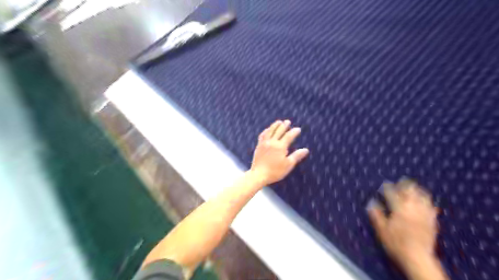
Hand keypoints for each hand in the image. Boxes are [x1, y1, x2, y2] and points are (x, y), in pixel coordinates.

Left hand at [252, 120, 310, 184]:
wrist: (259, 174)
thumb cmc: (275, 171)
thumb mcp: (288, 165)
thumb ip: (296, 156)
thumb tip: (306, 150)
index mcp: (280, 146)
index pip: (289, 136)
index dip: (294, 132)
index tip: (298, 129)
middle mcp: (272, 142)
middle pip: (279, 131)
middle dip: (284, 126)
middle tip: (288, 121)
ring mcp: (264, 143)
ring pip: (270, 131)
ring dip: (275, 125)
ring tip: (279, 121)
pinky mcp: (259, 146)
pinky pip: (262, 135)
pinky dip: (266, 131)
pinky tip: (267, 130)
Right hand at [365, 180, 439, 272]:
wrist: (417, 258)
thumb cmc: (396, 243)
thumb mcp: (381, 229)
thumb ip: (376, 214)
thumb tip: (371, 202)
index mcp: (398, 209)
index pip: (392, 194)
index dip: (387, 188)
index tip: (384, 184)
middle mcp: (412, 209)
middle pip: (410, 193)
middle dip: (406, 185)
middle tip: (402, 180)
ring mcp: (423, 215)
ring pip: (422, 198)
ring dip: (418, 191)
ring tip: (415, 187)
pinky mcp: (432, 222)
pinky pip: (431, 208)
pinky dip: (428, 202)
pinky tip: (427, 202)